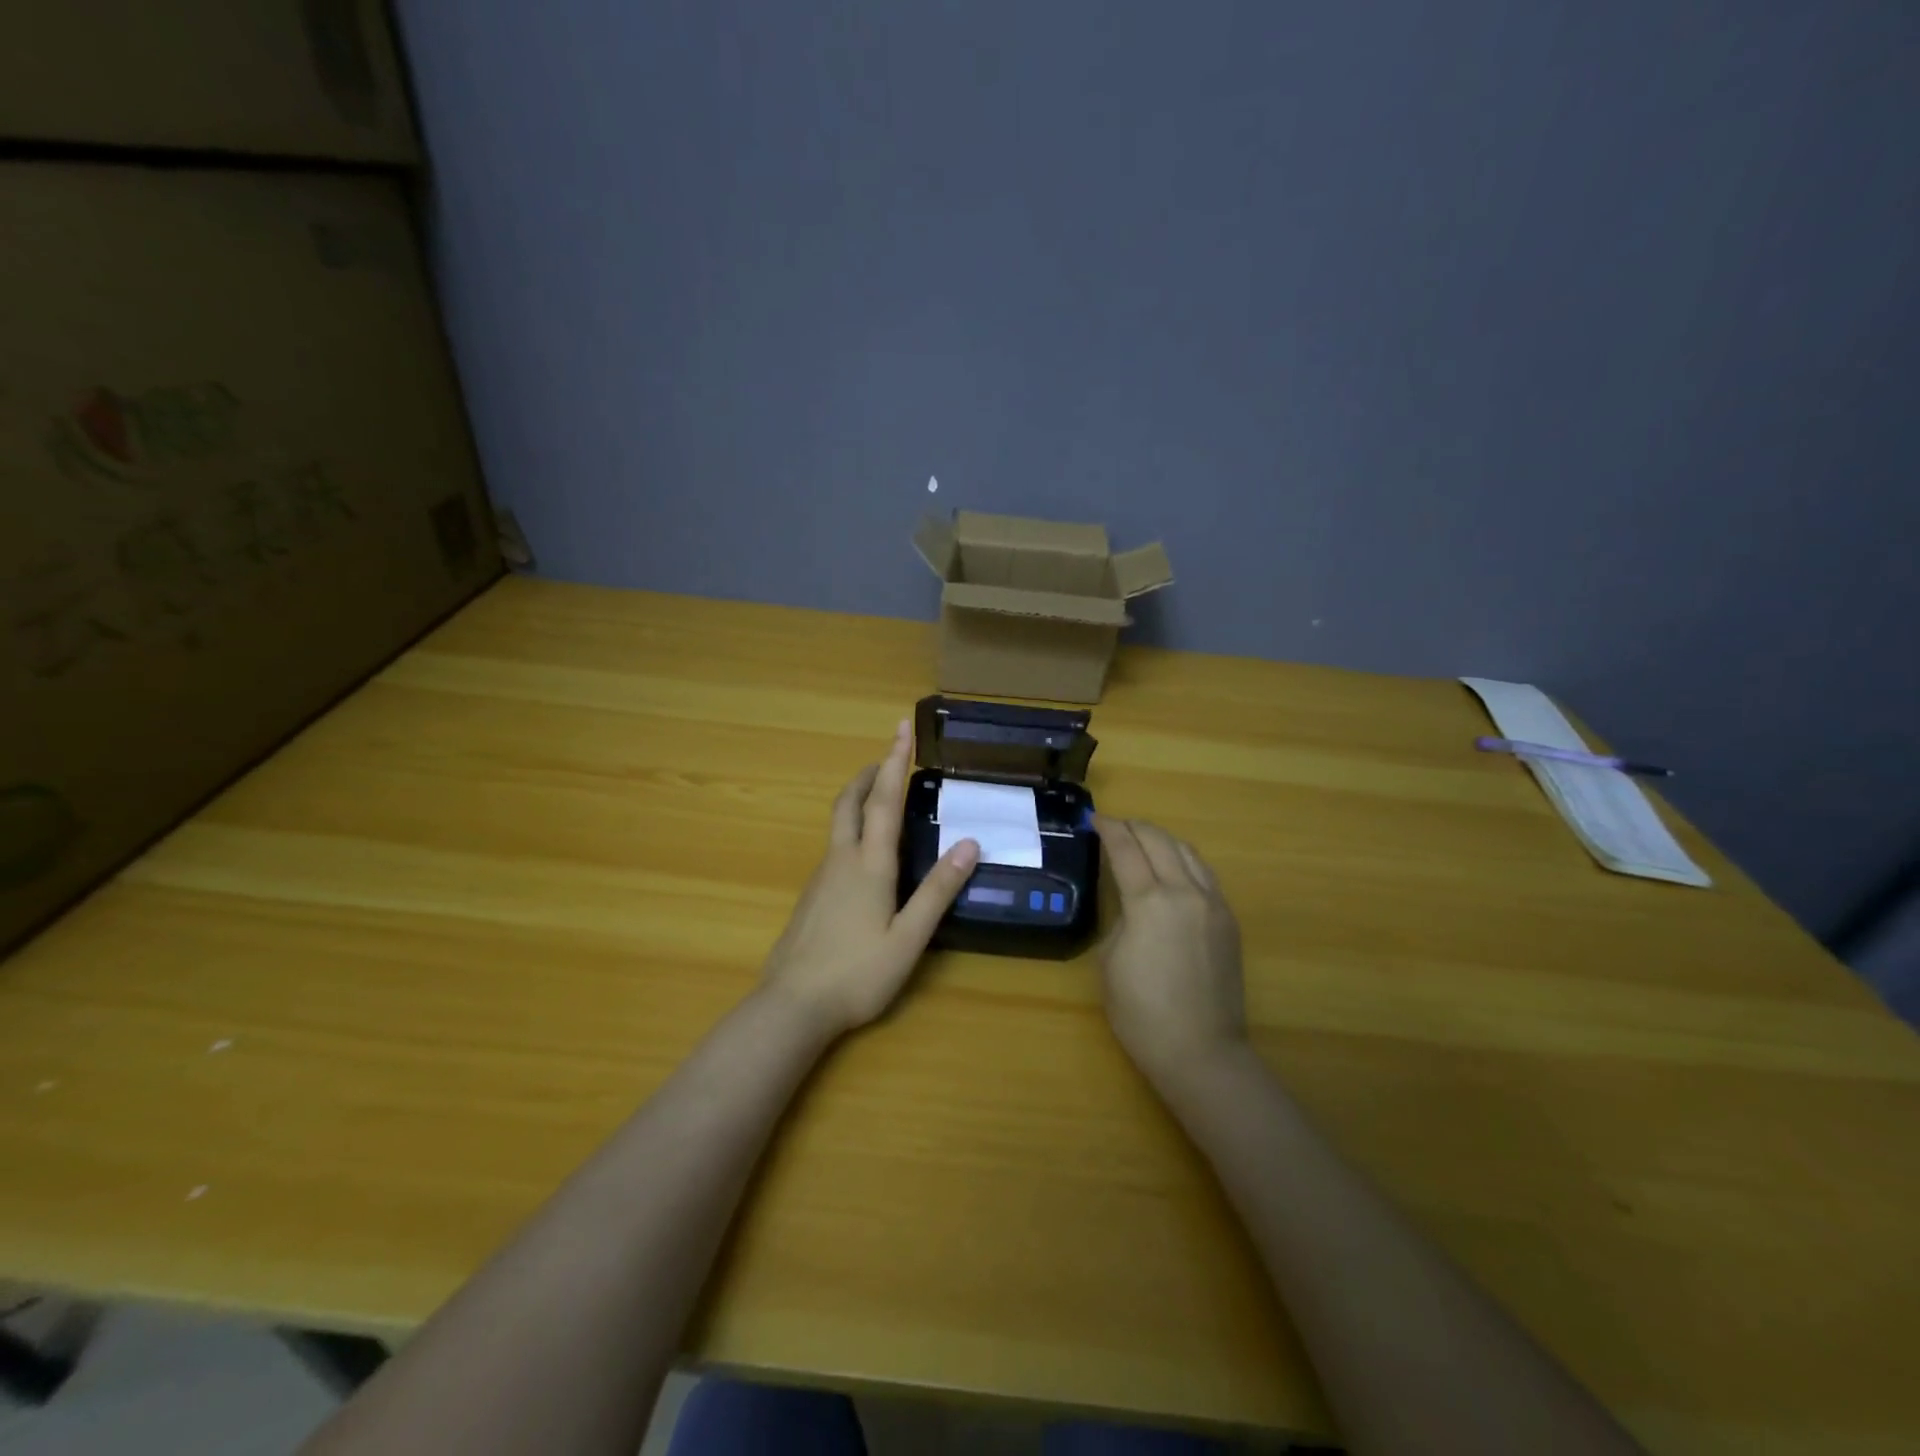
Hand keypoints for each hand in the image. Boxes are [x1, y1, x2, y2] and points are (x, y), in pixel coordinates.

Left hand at [761, 721, 980, 1037]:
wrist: (791, 1006)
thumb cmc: (857, 973)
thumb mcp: (909, 938)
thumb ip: (938, 890)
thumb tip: (969, 843)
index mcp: (869, 864)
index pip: (885, 799)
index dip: (895, 761)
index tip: (901, 728)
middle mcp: (841, 859)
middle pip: (851, 801)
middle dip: (870, 772)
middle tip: (889, 756)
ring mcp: (822, 877)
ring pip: (839, 822)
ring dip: (860, 797)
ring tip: (882, 794)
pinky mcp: (812, 895)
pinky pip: (835, 845)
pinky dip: (853, 827)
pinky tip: (865, 851)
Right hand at [1095, 816, 1247, 1088]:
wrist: (1201, 1051)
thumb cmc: (1142, 1013)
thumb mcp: (1110, 961)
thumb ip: (1121, 919)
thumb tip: (1132, 904)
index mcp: (1150, 902)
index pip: (1126, 849)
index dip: (1109, 829)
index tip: (1095, 820)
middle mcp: (1185, 892)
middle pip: (1159, 841)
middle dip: (1135, 827)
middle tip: (1116, 826)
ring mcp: (1213, 904)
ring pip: (1188, 852)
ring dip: (1162, 839)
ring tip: (1144, 840)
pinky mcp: (1228, 920)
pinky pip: (1205, 874)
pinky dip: (1184, 860)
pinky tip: (1173, 868)